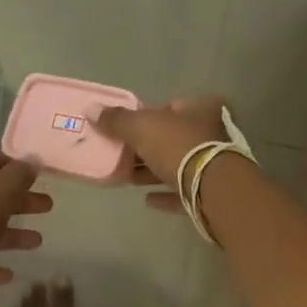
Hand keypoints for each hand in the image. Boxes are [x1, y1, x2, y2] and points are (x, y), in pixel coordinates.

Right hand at [94, 98, 229, 212]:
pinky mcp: (212, 194)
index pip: (171, 106)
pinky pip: (184, 192)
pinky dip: (165, 194)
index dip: (148, 116)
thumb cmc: (179, 147)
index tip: (126, 129)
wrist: (214, 190)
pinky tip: (147, 200)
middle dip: (146, 147)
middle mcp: (212, 133)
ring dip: (152, 172)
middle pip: (172, 138)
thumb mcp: (142, 127)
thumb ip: (117, 119)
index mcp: (202, 109)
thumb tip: (91, 109)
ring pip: (177, 166)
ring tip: (126, 178)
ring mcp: (215, 165)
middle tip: (120, 155)